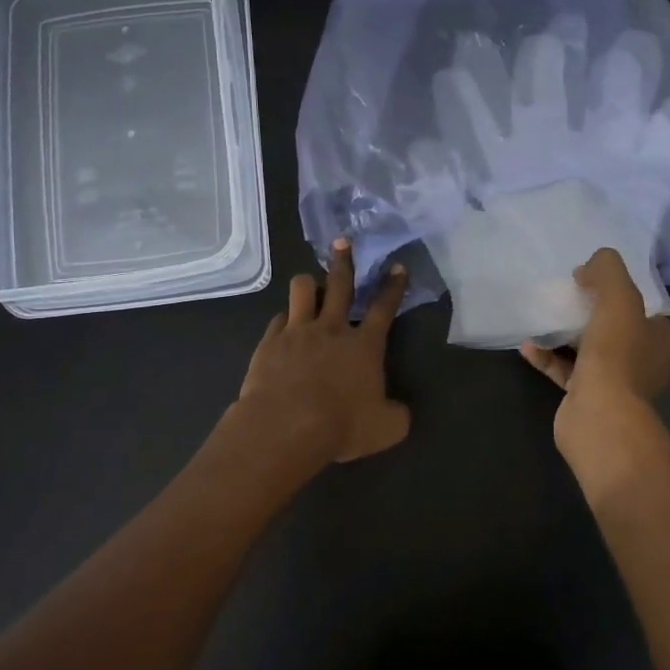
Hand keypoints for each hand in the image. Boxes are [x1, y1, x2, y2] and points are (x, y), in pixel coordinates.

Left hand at [237, 239, 410, 463]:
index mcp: (365, 345)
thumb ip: (397, 414)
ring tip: (310, 285)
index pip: (385, 308)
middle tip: (342, 241)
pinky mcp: (269, 342)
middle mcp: (332, 329)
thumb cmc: (341, 426)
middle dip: (344, 260)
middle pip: (340, 284)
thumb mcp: (386, 428)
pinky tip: (284, 327)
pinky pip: (278, 319)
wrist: (285, 427)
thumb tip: (399, 409)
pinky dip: (285, 320)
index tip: (397, 266)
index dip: (393, 286)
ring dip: (309, 284)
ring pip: (302, 290)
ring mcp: (298, 332)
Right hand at [519, 248, 669, 449]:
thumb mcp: (618, 298)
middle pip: (615, 328)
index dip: (620, 290)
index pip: (643, 308)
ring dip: (566, 334)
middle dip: (591, 311)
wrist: (600, 416)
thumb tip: (593, 264)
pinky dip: (548, 357)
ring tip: (544, 317)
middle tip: (568, 295)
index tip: (592, 278)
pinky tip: (528, 346)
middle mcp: (642, 362)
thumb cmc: (616, 355)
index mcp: (658, 339)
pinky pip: (566, 371)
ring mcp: (615, 383)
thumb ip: (608, 271)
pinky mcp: (587, 398)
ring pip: (589, 350)